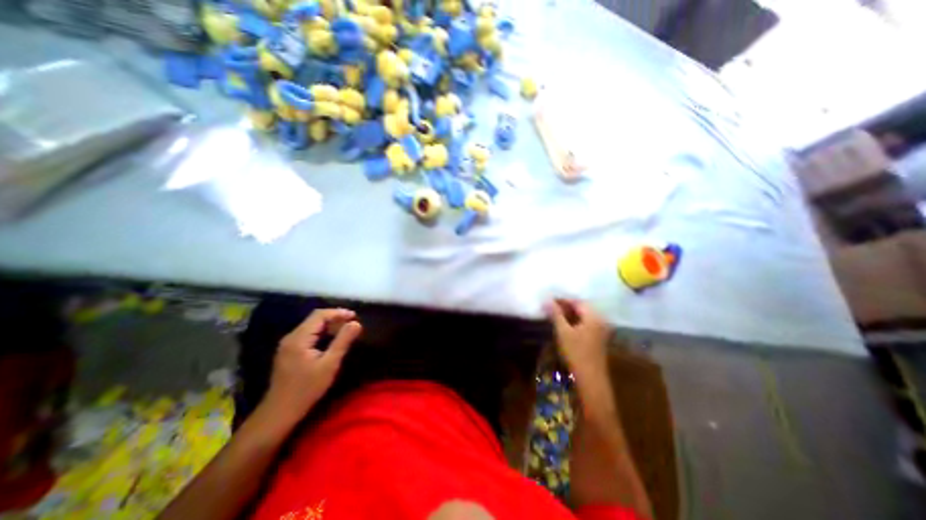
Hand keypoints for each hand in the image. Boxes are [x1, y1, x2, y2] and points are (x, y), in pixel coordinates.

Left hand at [263, 309, 363, 425]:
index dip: (338, 313)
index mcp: (299, 338)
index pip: (319, 315)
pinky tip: (331, 340)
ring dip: (329, 325)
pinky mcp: (288, 352)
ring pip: (311, 326)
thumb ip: (343, 341)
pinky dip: (321, 333)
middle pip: (314, 319)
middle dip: (334, 318)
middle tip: (352, 323)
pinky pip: (307, 335)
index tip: (354, 316)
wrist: (279, 413)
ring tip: (345, 330)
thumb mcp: (329, 364)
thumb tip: (356, 323)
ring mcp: (288, 345)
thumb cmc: (307, 388)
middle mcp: (291, 337)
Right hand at [545, 300, 612, 381]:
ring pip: (582, 316)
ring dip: (569, 314)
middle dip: (565, 305)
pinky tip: (564, 324)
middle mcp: (600, 320)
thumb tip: (546, 300)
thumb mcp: (563, 332)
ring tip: (554, 314)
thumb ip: (555, 314)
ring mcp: (600, 329)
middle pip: (581, 307)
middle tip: (549, 306)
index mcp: (593, 316)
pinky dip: (574, 321)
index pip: (576, 301)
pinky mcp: (598, 338)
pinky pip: (585, 323)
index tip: (548, 299)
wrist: (590, 379)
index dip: (562, 299)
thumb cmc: (576, 353)